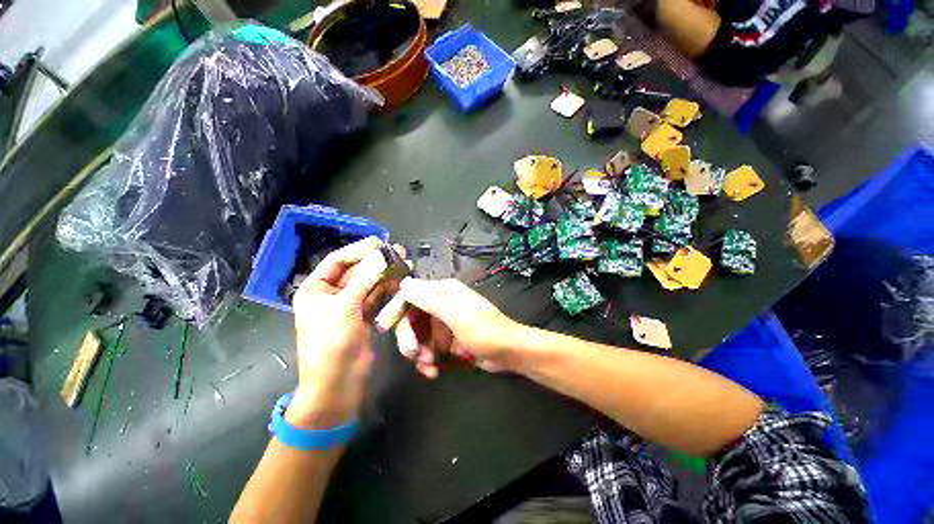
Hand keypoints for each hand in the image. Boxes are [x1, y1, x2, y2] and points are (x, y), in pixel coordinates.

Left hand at [289, 237, 389, 428]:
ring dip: (385, 274)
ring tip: (405, 264)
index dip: (358, 250)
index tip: (380, 242)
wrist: (337, 385)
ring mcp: (350, 306)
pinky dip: (388, 290)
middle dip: (376, 261)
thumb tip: (381, 255)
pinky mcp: (364, 316)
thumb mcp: (345, 309)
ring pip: (369, 283)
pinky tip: (401, 281)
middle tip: (399, 251)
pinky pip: (377, 297)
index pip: (337, 261)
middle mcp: (332, 295)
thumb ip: (365, 280)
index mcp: (316, 290)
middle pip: (356, 271)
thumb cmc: (331, 345)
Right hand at [390, 278, 522, 377]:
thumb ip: (428, 299)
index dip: (396, 309)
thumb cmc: (483, 329)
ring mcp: (443, 324)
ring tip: (428, 366)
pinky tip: (432, 371)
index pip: (411, 295)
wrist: (507, 352)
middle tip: (413, 354)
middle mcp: (441, 304)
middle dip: (409, 338)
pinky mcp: (446, 341)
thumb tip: (403, 283)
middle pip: (412, 319)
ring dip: (418, 353)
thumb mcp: (455, 313)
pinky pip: (428, 348)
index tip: (384, 326)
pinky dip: (427, 361)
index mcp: (443, 292)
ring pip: (418, 337)